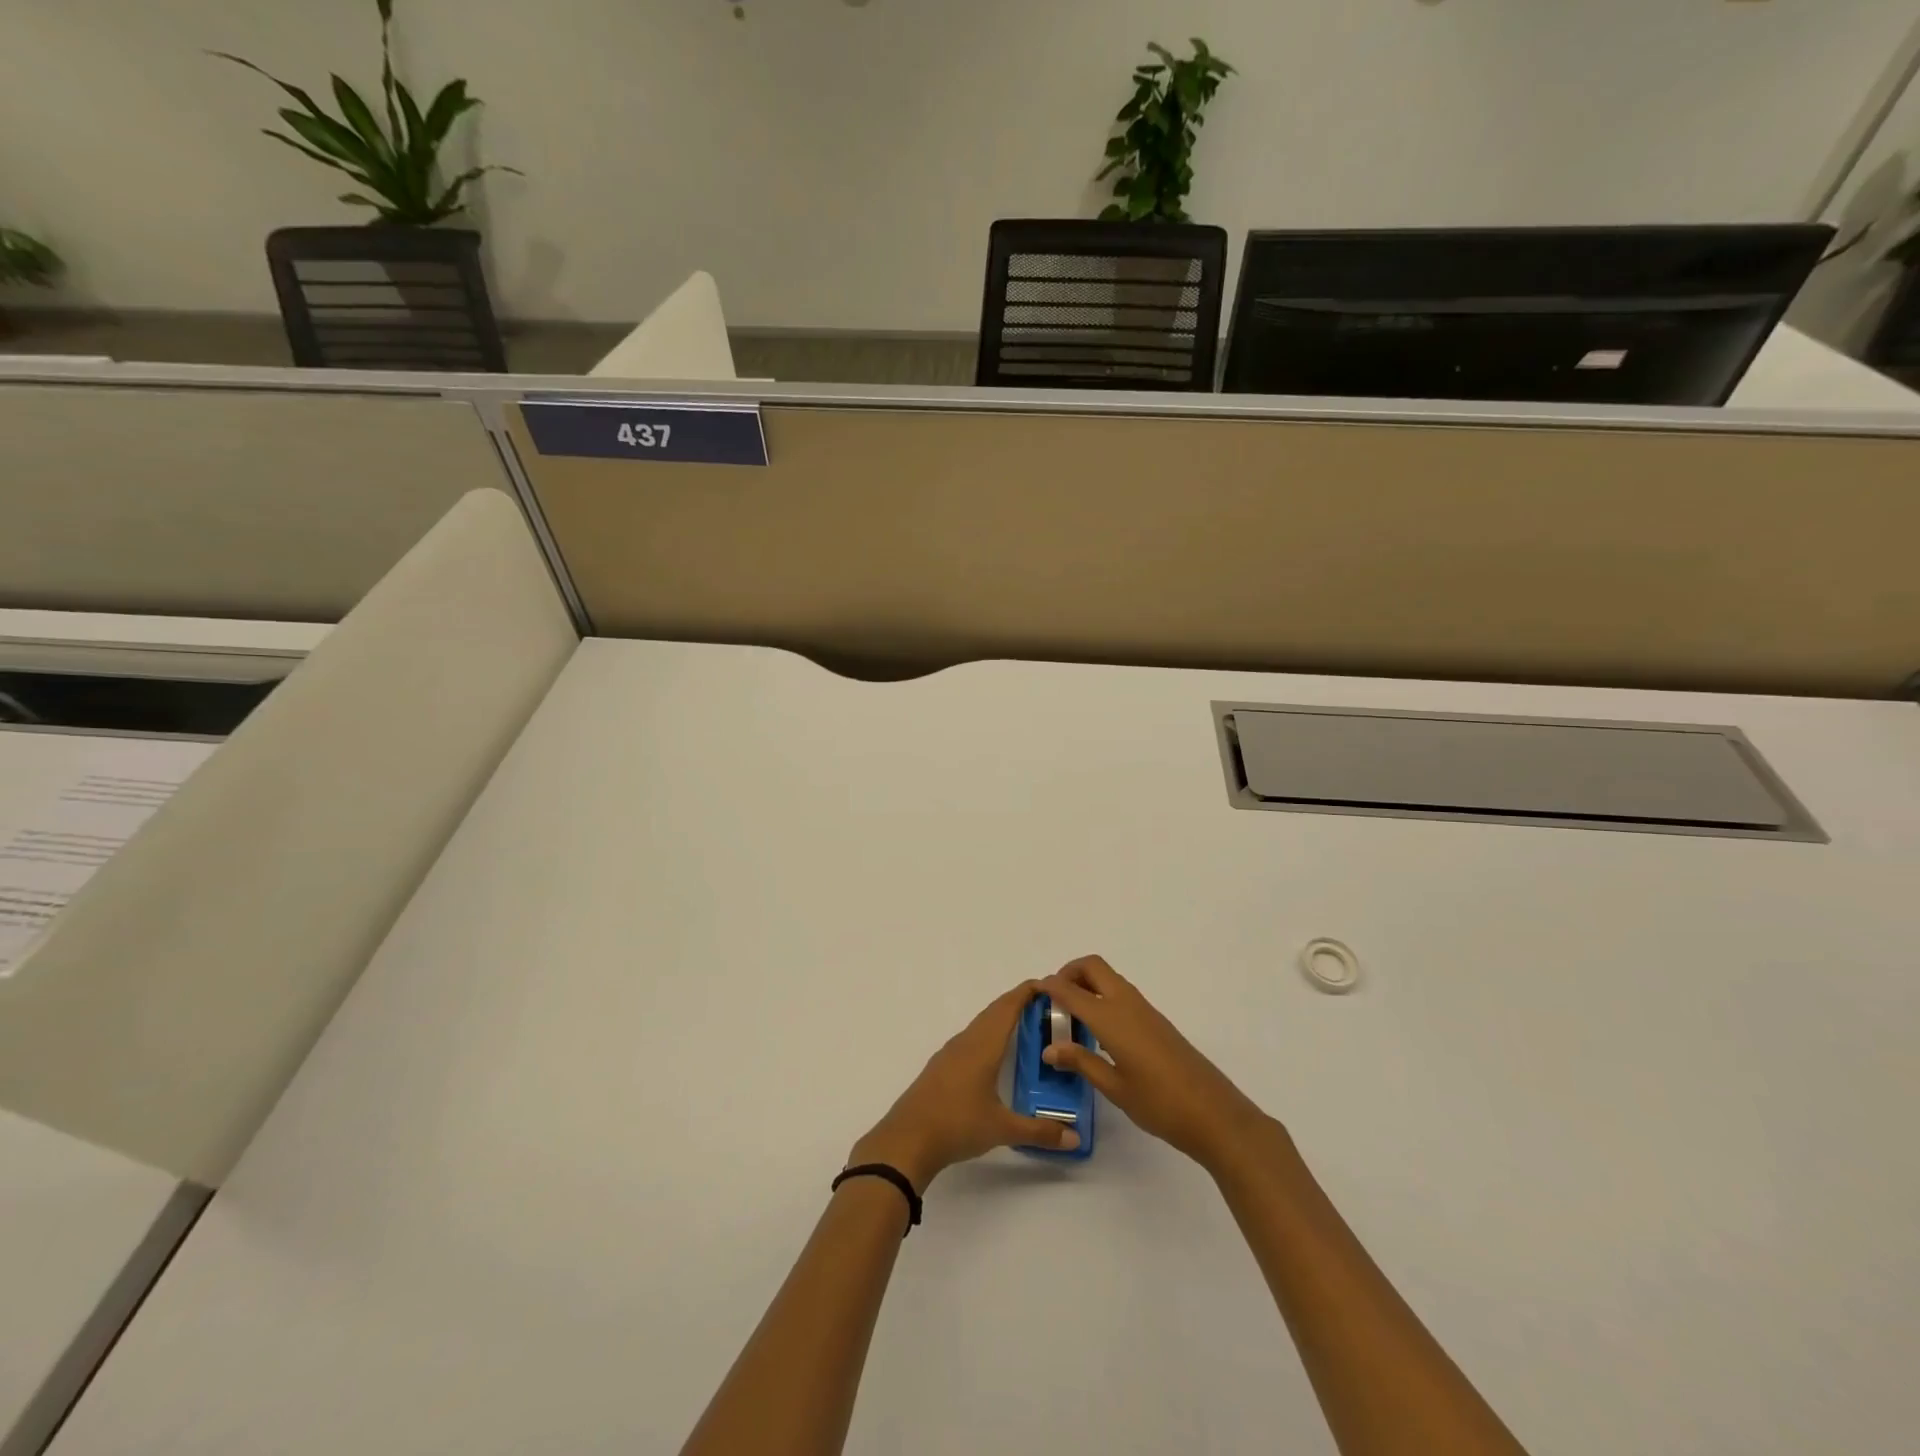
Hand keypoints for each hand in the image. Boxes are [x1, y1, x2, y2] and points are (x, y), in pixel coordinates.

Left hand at [849, 981, 1079, 1190]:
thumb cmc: (957, 1125)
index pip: (1008, 1008)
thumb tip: (1075, 1138)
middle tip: (1045, 1004)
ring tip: (1024, 1024)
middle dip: (1018, 1002)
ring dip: (1001, 1017)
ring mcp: (950, 1053)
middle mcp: (966, 1041)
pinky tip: (993, 1052)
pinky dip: (988, 1033)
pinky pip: (970, 1038)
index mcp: (983, 1046)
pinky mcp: (940, 1067)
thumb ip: (1040, 1132)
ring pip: (980, 1024)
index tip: (1049, 984)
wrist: (906, 1140)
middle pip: (994, 1011)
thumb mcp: (1002, 1129)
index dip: (1027, 993)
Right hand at [1038, 955, 1269, 1171]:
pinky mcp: (1156, 1021)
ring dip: (1087, 983)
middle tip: (1054, 999)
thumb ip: (1081, 1062)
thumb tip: (1050, 1048)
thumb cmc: (1160, 1104)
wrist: (1215, 1114)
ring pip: (1109, 978)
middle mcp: (1127, 1004)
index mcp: (1112, 1018)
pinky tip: (1098, 1030)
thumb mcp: (1114, 1087)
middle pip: (1093, 966)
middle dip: (1069, 972)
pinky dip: (1102, 997)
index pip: (1071, 991)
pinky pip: (1121, 994)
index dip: (1049, 986)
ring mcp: (1145, 1010)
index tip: (1032, 991)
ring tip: (1071, 1016)